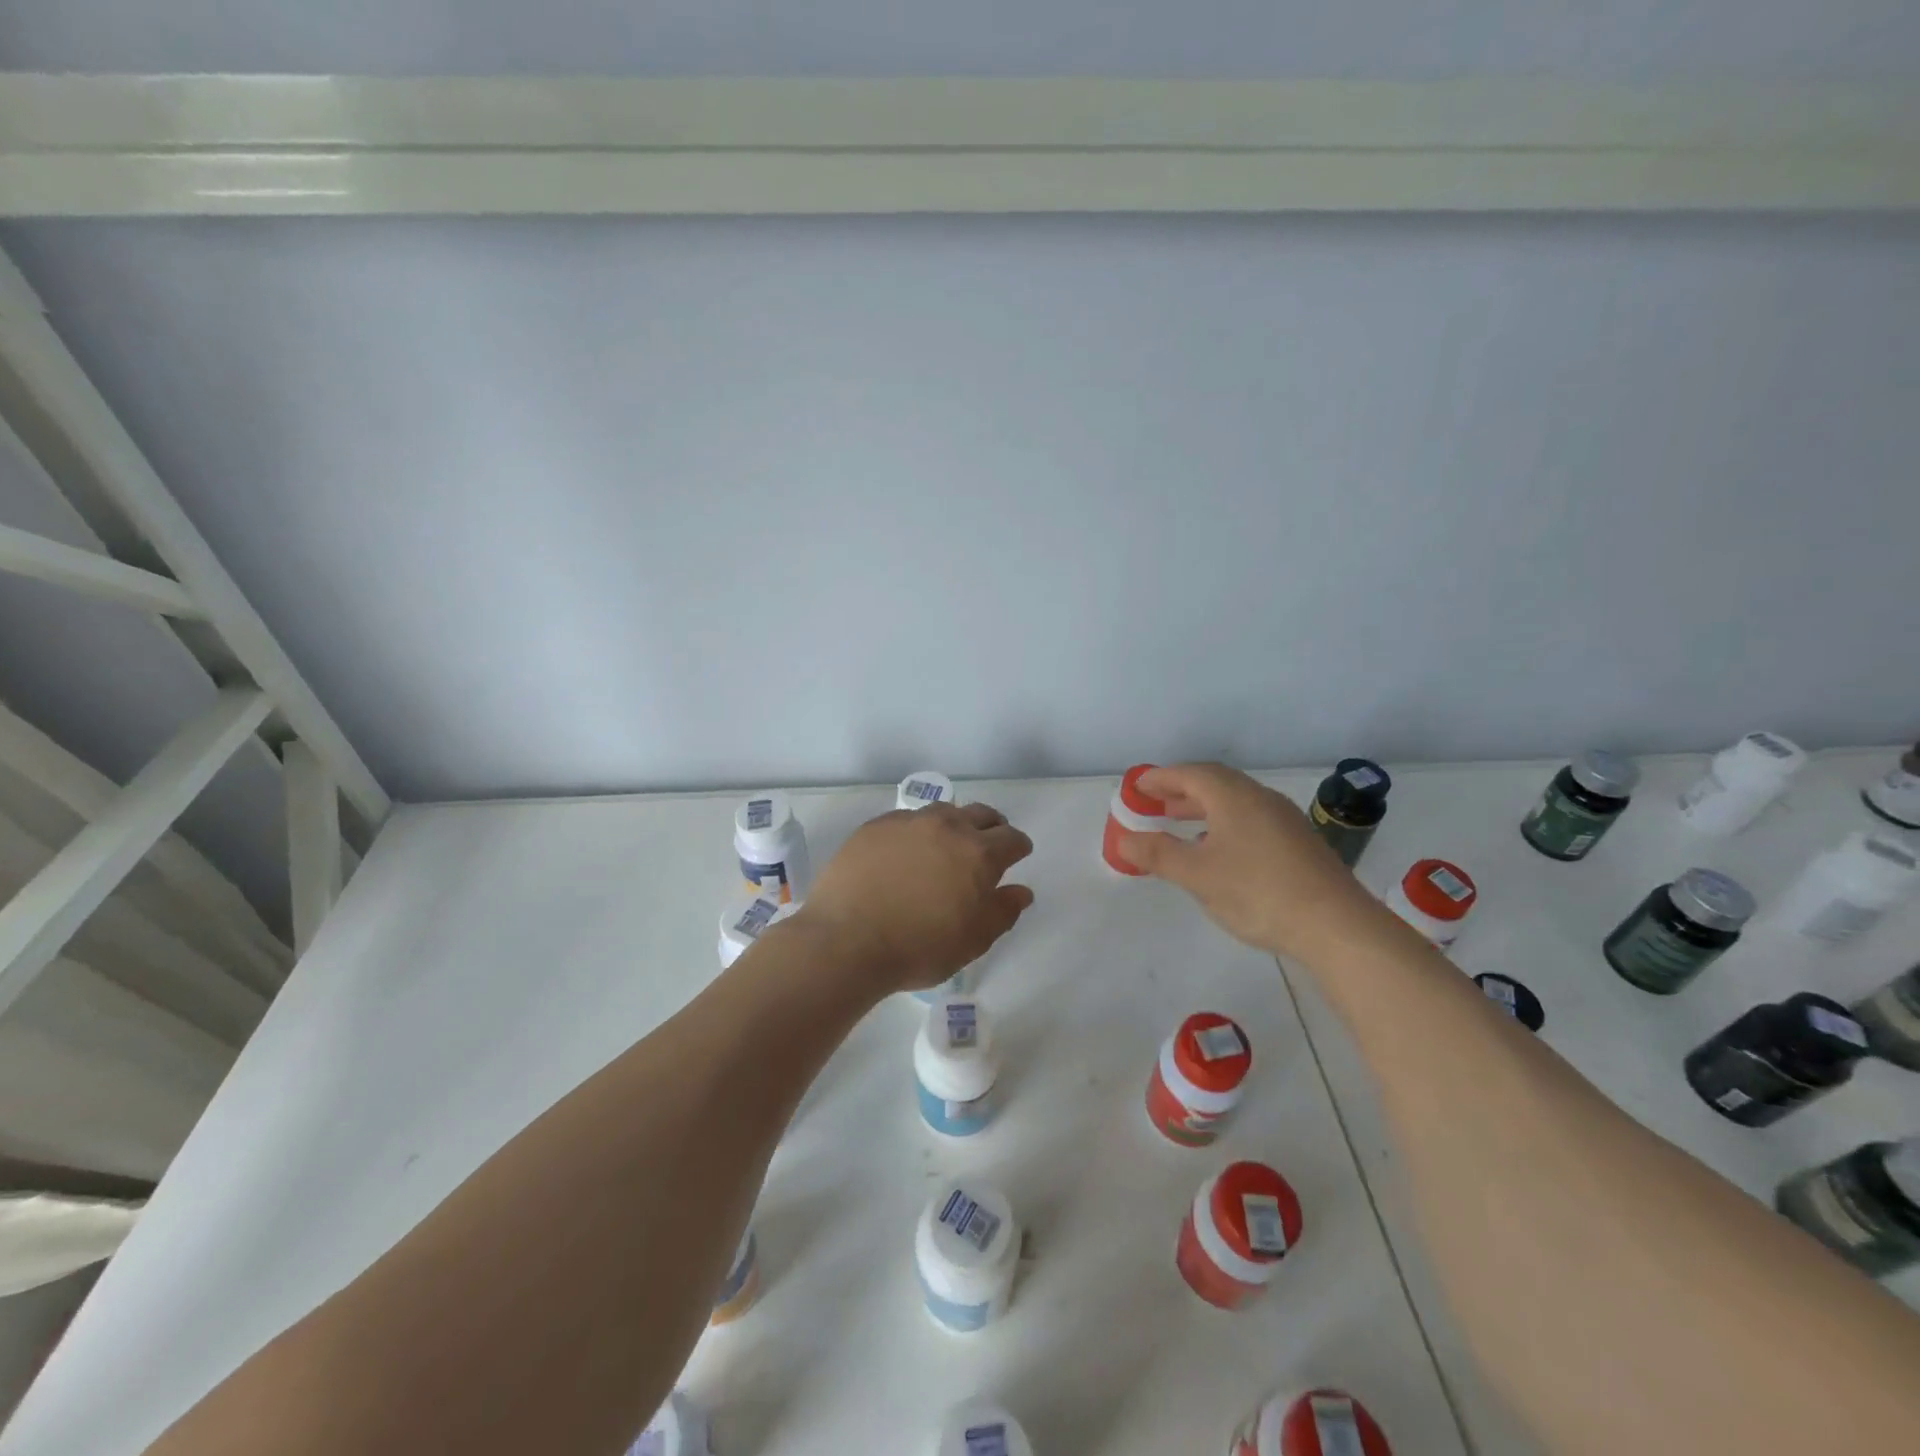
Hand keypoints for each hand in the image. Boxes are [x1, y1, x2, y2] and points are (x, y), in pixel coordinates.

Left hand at [800, 802, 1035, 993]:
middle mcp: (947, 827)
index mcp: (979, 853)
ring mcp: (909, 822)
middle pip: (981, 814)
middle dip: (992, 827)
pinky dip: (918, 830)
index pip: (1011, 839)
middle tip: (988, 845)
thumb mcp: (972, 941)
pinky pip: (907, 819)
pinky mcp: (875, 826)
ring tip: (947, 845)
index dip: (1018, 847)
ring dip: (954, 824)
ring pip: (943, 811)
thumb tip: (1021, 891)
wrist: (846, 940)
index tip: (1017, 855)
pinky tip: (907, 851)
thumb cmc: (918, 947)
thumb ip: (1002, 911)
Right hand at [1114, 763, 1392, 963]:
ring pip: (1235, 803)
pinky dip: (1224, 825)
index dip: (1160, 778)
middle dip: (1181, 792)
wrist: (1335, 925)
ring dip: (1203, 809)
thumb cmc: (1257, 892)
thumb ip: (1158, 854)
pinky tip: (1218, 852)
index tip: (1138, 786)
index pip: (1190, 774)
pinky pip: (1250, 820)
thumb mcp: (1197, 875)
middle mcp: (1260, 798)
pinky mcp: (1298, 843)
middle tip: (1155, 803)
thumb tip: (1125, 839)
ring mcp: (1283, 820)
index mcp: (1233, 796)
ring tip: (1179, 825)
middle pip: (1214, 784)